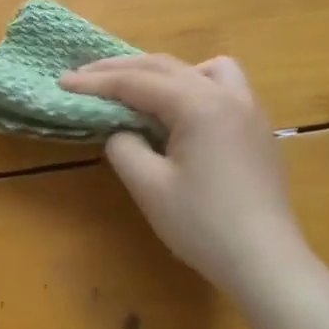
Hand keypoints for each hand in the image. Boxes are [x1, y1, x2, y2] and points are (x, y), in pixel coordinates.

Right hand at [60, 55, 309, 293]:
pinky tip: (182, 113)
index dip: (96, 81)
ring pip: (204, 68)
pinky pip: (224, 88)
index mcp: (199, 105)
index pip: (137, 82)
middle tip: (84, 75)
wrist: (265, 262)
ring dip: (166, 71)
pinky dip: (194, 86)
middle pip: (166, 67)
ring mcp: (249, 110)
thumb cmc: (203, 225)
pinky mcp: (257, 130)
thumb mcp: (149, 186)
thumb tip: (121, 131)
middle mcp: (227, 96)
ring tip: (141, 89)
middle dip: (121, 69)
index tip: (63, 82)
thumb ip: (124, 147)